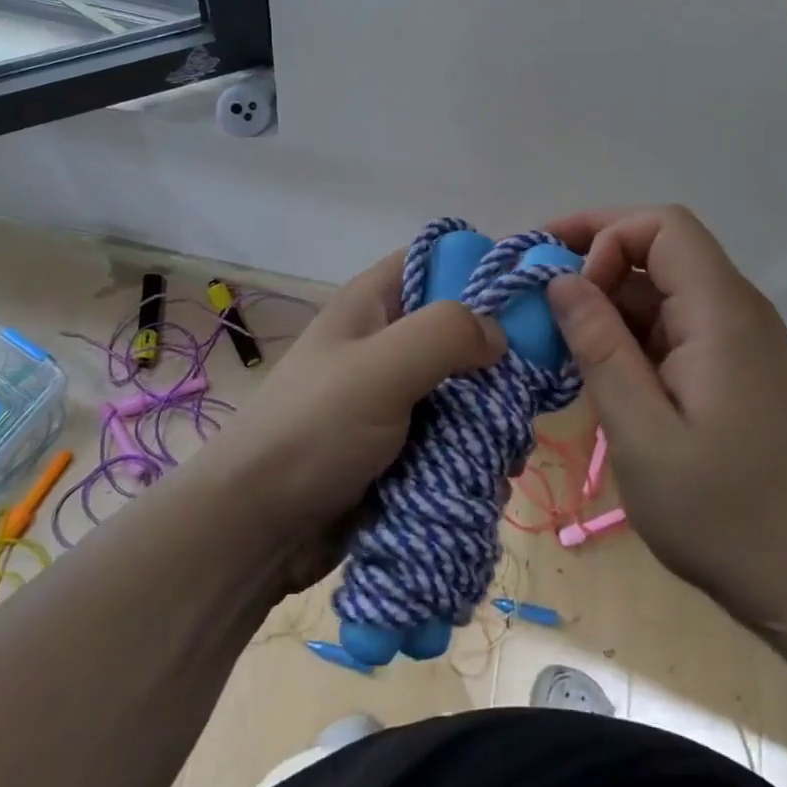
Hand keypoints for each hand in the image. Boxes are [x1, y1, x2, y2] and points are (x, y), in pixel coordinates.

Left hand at [213, 251, 504, 563]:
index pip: (435, 259)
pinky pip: (453, 435)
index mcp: (374, 304)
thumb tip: (499, 335)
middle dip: (498, 358)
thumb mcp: (380, 368)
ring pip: (464, 388)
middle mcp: (387, 342)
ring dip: (491, 415)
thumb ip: (445, 334)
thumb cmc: (315, 431)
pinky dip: (475, 452)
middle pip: (460, 328)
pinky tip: (491, 478)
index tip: (530, 299)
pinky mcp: (401, 445)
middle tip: (527, 389)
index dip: (480, 267)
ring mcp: (394, 396)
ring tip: (509, 447)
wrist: (256, 527)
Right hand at [545, 205, 786, 621]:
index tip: (565, 286)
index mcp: (722, 313)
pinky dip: (630, 332)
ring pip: (664, 289)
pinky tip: (600, 368)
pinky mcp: (734, 367)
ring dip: (609, 301)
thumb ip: (598, 347)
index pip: (663, 226)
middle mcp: (737, 310)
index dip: (606, 236)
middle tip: (539, 295)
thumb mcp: (640, 432)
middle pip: (662, 250)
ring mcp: (739, 340)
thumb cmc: (720, 511)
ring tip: (559, 339)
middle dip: (596, 260)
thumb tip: (561, 280)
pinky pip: (674, 325)